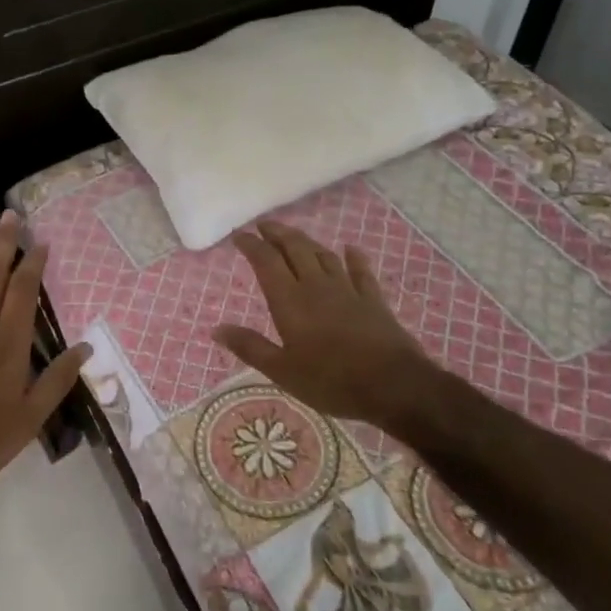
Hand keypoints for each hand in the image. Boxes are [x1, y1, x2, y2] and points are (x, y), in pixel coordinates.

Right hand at [213, 221, 438, 427]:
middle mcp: (316, 286)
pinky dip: (353, 257)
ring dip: (307, 241)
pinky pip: (361, 271)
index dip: (252, 245)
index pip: (266, 262)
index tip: (239, 235)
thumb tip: (217, 329)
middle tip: (264, 225)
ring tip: (294, 235)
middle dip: (278, 234)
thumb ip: (250, 347)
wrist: (393, 385)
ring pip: (323, 255)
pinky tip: (350, 249)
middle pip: (295, 249)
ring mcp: (347, 290)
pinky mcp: (373, 300)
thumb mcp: (282, 371)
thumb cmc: (330, 381)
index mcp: (290, 301)